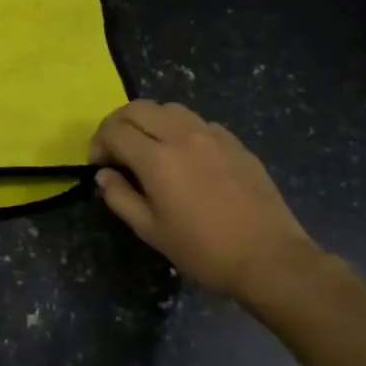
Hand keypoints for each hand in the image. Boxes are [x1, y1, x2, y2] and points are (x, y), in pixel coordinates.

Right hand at [90, 101, 321, 301]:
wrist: (268, 257)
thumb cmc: (202, 250)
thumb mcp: (150, 230)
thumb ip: (120, 197)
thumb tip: (104, 175)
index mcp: (158, 159)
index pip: (115, 131)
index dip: (98, 143)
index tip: (97, 164)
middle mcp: (183, 136)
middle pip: (139, 108)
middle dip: (118, 124)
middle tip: (114, 150)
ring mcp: (213, 135)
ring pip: (170, 108)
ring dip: (149, 121)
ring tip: (146, 148)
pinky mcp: (235, 143)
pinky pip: (197, 122)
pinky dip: (178, 129)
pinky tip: (183, 156)